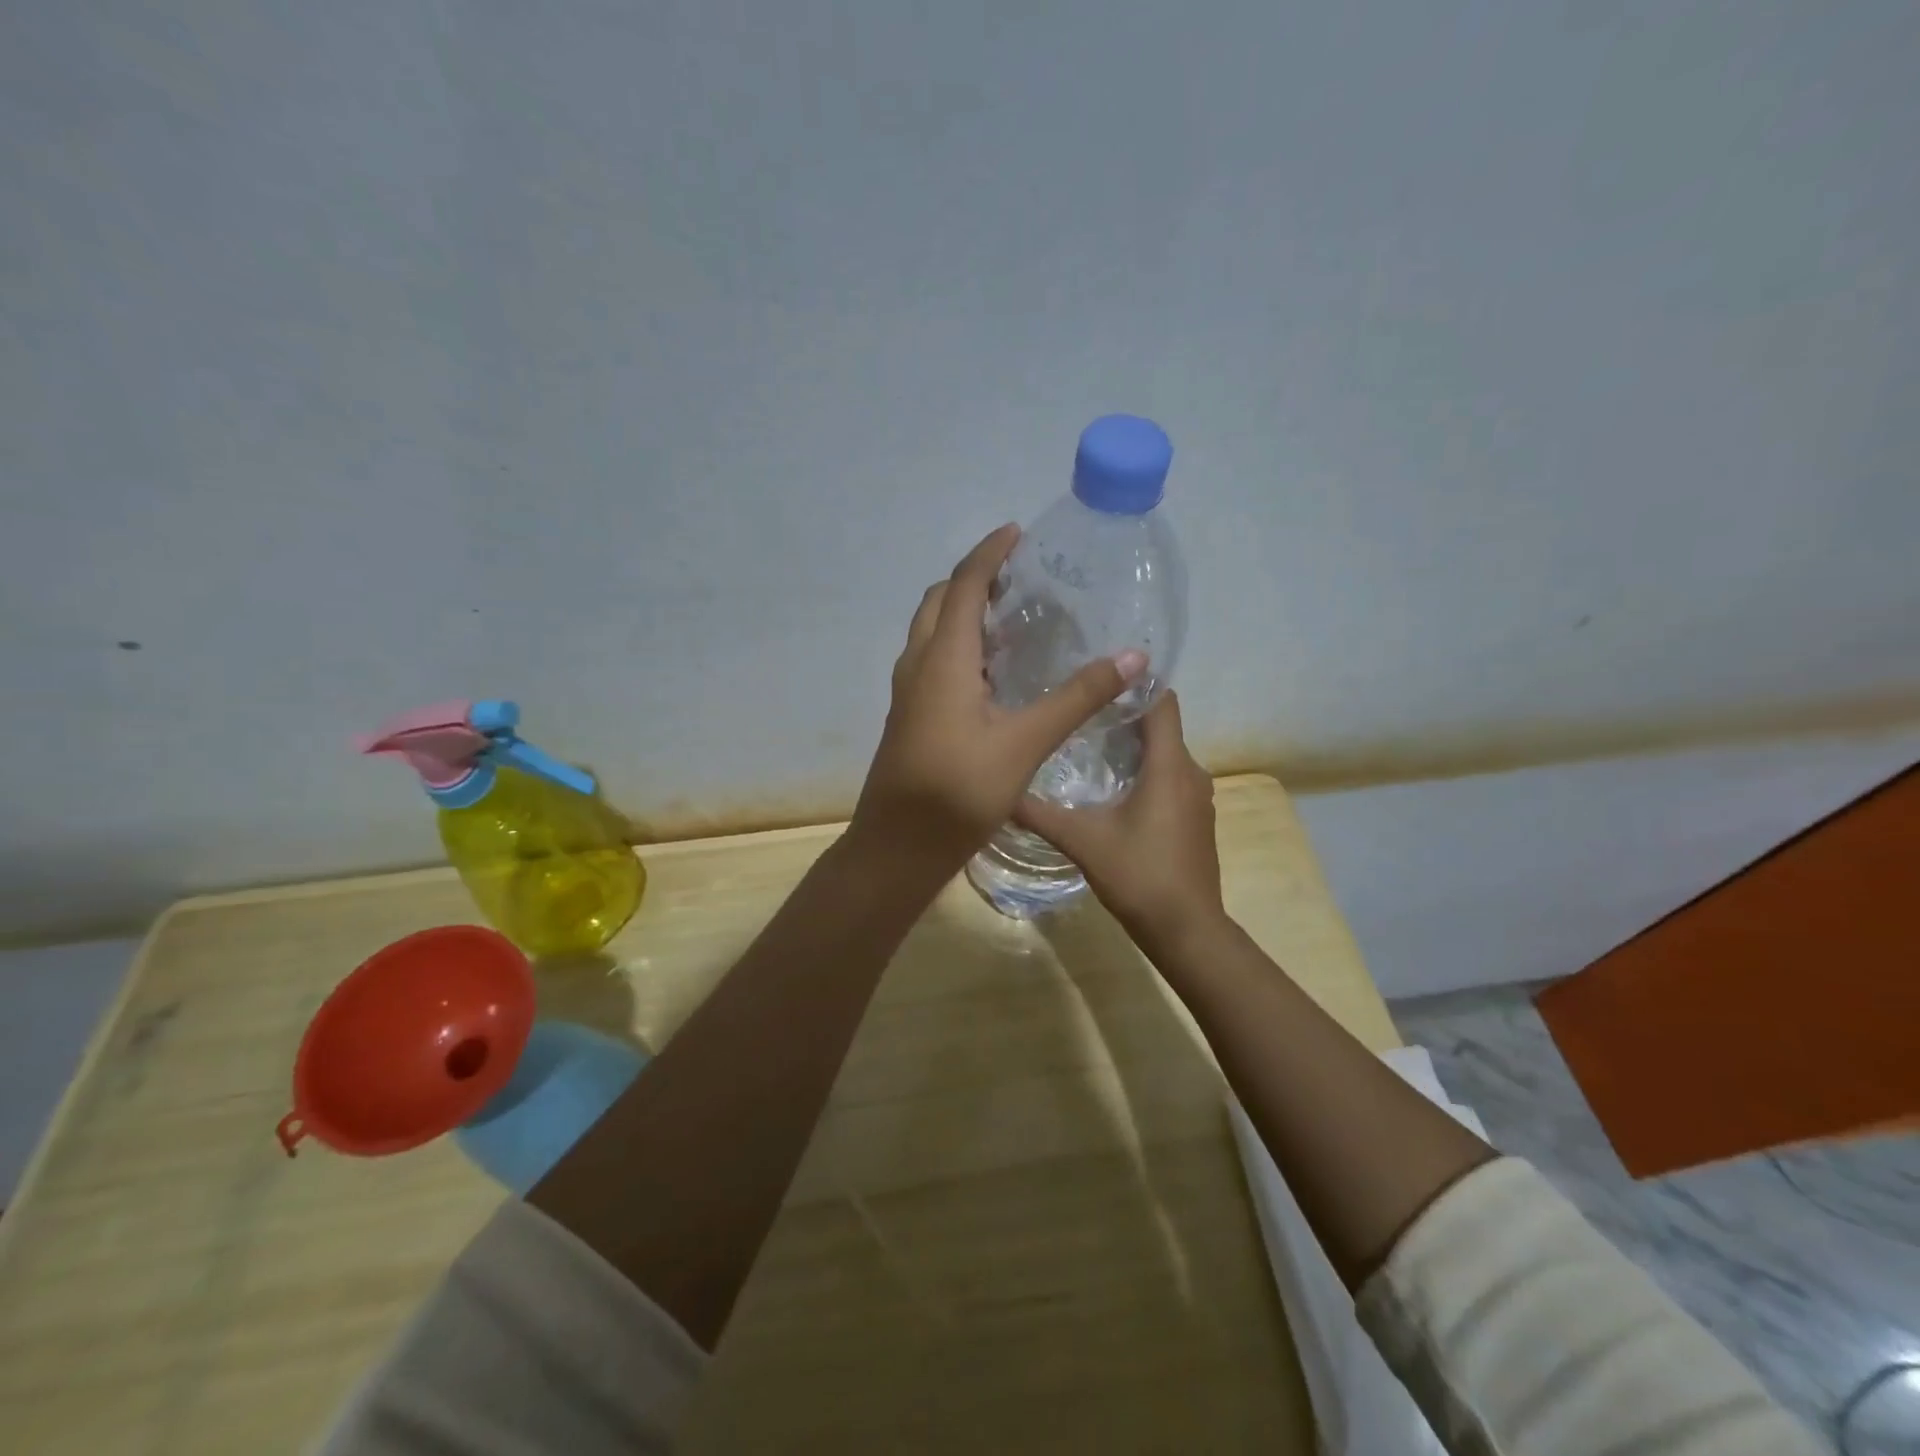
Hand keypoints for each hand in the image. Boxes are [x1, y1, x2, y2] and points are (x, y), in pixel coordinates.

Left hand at [849, 524, 1145, 882]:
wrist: (898, 846)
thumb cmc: (958, 791)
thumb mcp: (1024, 743)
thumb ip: (1077, 698)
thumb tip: (1132, 657)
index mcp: (942, 659)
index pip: (963, 586)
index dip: (989, 554)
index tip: (1017, 532)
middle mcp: (918, 665)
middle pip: (939, 602)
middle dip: (973, 579)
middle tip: (1018, 577)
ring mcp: (908, 692)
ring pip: (931, 632)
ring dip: (962, 612)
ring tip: (1010, 616)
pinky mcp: (910, 716)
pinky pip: (932, 660)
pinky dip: (958, 645)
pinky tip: (992, 672)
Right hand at [1014, 691, 1224, 951]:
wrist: (1187, 930)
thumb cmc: (1139, 876)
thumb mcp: (1082, 841)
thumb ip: (1040, 814)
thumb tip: (1000, 791)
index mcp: (1169, 765)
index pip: (1162, 702)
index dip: (1135, 684)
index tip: (1097, 677)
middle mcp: (1191, 772)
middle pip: (1160, 727)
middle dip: (1122, 715)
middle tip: (1076, 710)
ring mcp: (1197, 798)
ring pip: (1164, 755)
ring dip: (1132, 747)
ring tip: (1086, 744)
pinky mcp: (1195, 819)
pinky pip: (1170, 779)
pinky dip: (1144, 773)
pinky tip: (1111, 788)